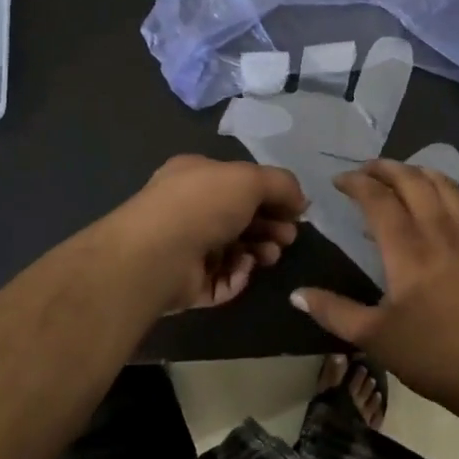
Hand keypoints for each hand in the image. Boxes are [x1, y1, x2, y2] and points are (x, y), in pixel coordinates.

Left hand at [106, 155, 307, 312]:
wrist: (157, 254)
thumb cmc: (202, 204)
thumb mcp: (249, 178)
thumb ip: (281, 184)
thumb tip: (301, 201)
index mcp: (197, 176)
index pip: (240, 183)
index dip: (271, 195)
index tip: (296, 210)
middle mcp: (189, 208)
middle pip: (240, 218)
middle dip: (269, 226)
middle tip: (288, 237)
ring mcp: (185, 247)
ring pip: (234, 250)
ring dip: (259, 251)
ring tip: (270, 256)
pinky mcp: (186, 283)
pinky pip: (221, 279)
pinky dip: (237, 276)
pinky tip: (244, 270)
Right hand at [288, 159, 458, 412]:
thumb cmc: (433, 356)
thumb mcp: (375, 339)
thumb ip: (333, 312)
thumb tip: (296, 294)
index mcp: (407, 251)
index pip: (378, 198)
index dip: (356, 183)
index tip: (339, 182)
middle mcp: (438, 231)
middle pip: (410, 180)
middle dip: (384, 168)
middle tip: (364, 172)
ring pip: (441, 183)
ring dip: (415, 171)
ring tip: (397, 177)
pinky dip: (445, 186)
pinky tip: (438, 196)